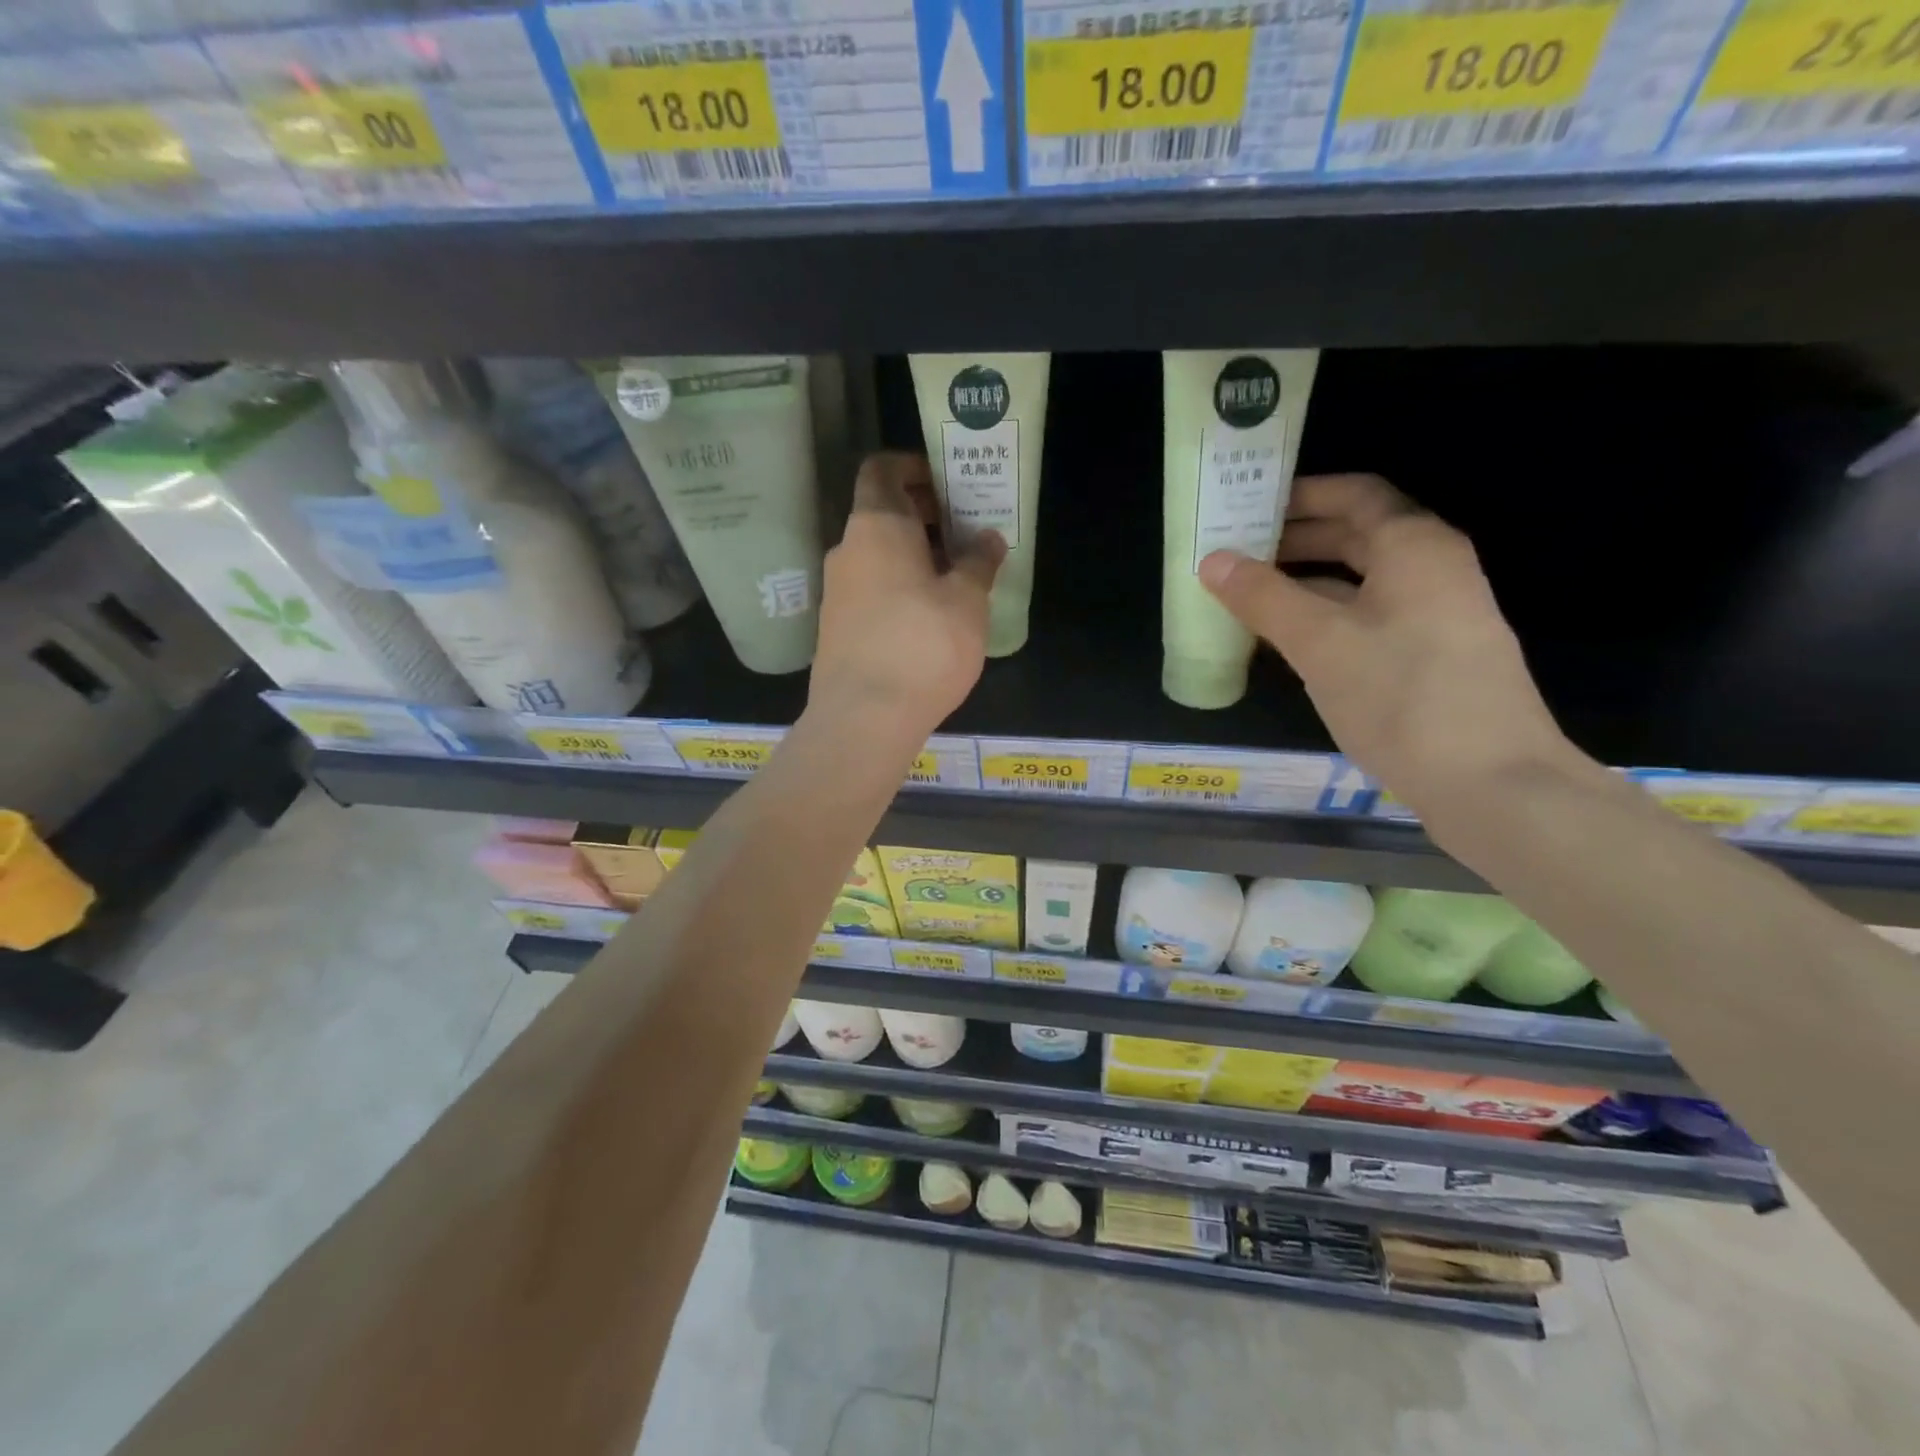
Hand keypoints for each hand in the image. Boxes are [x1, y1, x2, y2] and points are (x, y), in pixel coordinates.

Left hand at [807, 452, 1004, 745]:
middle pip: (882, 514)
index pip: (882, 470)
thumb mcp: (967, 601)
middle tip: (964, 533)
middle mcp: (847, 549)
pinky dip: (896, 588)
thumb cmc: (923, 645)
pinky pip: (869, 590)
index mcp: (877, 525)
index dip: (913, 467)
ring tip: (955, 579)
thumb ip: (979, 562)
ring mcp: (836, 590)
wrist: (864, 717)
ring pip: (876, 556)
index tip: (947, 484)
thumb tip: (988, 538)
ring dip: (912, 557)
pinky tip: (928, 618)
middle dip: (922, 517)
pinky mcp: (834, 627)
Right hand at [1198, 474, 1576, 817]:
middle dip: (1294, 541)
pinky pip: (1368, 618)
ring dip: (1305, 583)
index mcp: (1414, 547)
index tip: (1247, 505)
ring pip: (1360, 581)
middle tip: (1235, 554)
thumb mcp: (1321, 644)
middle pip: (1357, 535)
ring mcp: (1435, 615)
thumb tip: (1213, 561)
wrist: (1491, 783)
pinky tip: (1286, 643)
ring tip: (1247, 597)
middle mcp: (1431, 569)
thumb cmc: (1402, 697)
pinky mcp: (1430, 656)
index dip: (1300, 495)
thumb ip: (1264, 598)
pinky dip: (1325, 618)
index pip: (1354, 495)